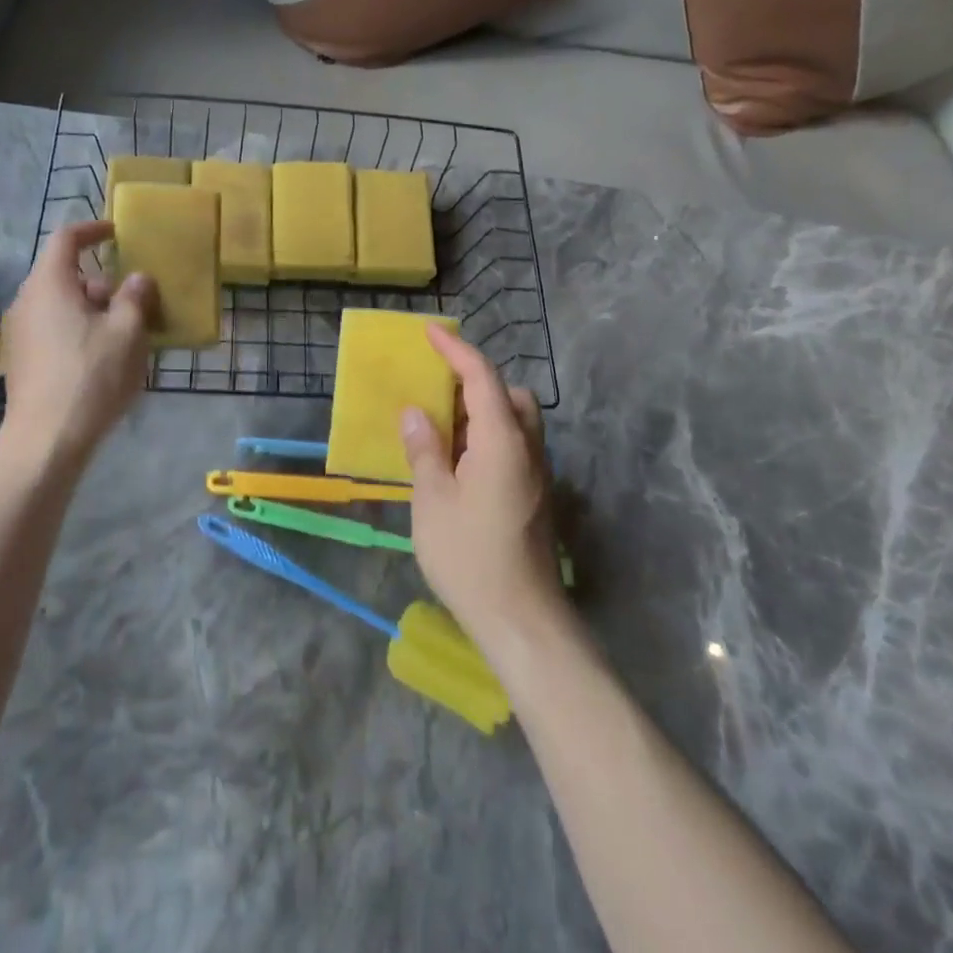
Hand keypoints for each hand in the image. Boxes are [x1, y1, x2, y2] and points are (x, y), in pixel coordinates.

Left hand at [0, 221, 156, 466]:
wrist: (47, 439)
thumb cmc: (90, 375)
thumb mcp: (127, 332)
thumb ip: (135, 297)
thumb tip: (138, 279)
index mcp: (50, 284)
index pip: (66, 239)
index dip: (92, 230)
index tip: (116, 233)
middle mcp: (27, 301)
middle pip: (66, 276)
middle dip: (103, 283)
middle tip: (135, 302)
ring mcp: (20, 332)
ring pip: (62, 305)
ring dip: (94, 310)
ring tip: (126, 334)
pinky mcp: (22, 360)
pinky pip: (54, 329)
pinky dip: (80, 330)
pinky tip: (103, 358)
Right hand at [400, 327, 565, 659]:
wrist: (522, 619)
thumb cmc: (470, 556)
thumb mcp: (433, 500)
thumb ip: (424, 449)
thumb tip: (415, 413)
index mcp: (502, 441)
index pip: (482, 378)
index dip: (456, 351)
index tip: (430, 333)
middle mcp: (528, 448)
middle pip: (508, 396)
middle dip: (475, 382)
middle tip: (437, 392)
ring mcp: (537, 473)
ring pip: (515, 422)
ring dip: (482, 411)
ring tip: (442, 428)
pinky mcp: (535, 496)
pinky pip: (514, 446)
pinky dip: (488, 436)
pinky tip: (459, 463)